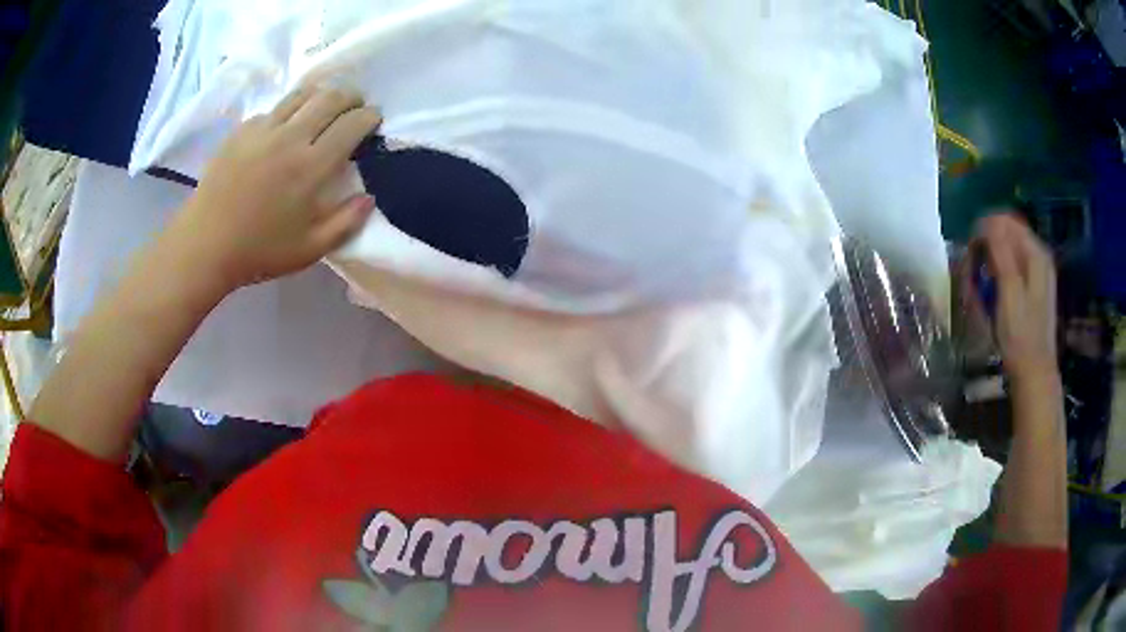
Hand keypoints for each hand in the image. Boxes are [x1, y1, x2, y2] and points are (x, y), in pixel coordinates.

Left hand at [168, 86, 381, 290]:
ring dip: (321, 94)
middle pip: (330, 97)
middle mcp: (290, 138)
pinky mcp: (241, 131)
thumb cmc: (259, 251)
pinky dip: (287, 112)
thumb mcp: (310, 250)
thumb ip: (346, 223)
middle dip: (351, 96)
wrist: (205, 245)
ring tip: (324, 105)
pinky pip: (272, 110)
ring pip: (302, 94)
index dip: (369, 116)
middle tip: (355, 105)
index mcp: (311, 167)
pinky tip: (284, 128)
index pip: (352, 124)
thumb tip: (369, 197)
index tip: (374, 119)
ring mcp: (263, 130)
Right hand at [970, 213, 1057, 384]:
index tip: (970, 251)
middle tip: (971, 272)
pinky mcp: (1032, 288)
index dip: (984, 229)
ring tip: (978, 286)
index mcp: (1035, 253)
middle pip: (1007, 234)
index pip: (1005, 221)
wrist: (1033, 373)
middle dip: (986, 247)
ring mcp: (1037, 273)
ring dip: (989, 262)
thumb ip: (1001, 252)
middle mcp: (1038, 256)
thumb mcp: (1009, 291)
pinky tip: (991, 294)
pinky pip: (1011, 268)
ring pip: (1008, 251)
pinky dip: (998, 275)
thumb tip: (987, 220)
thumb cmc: (1020, 335)